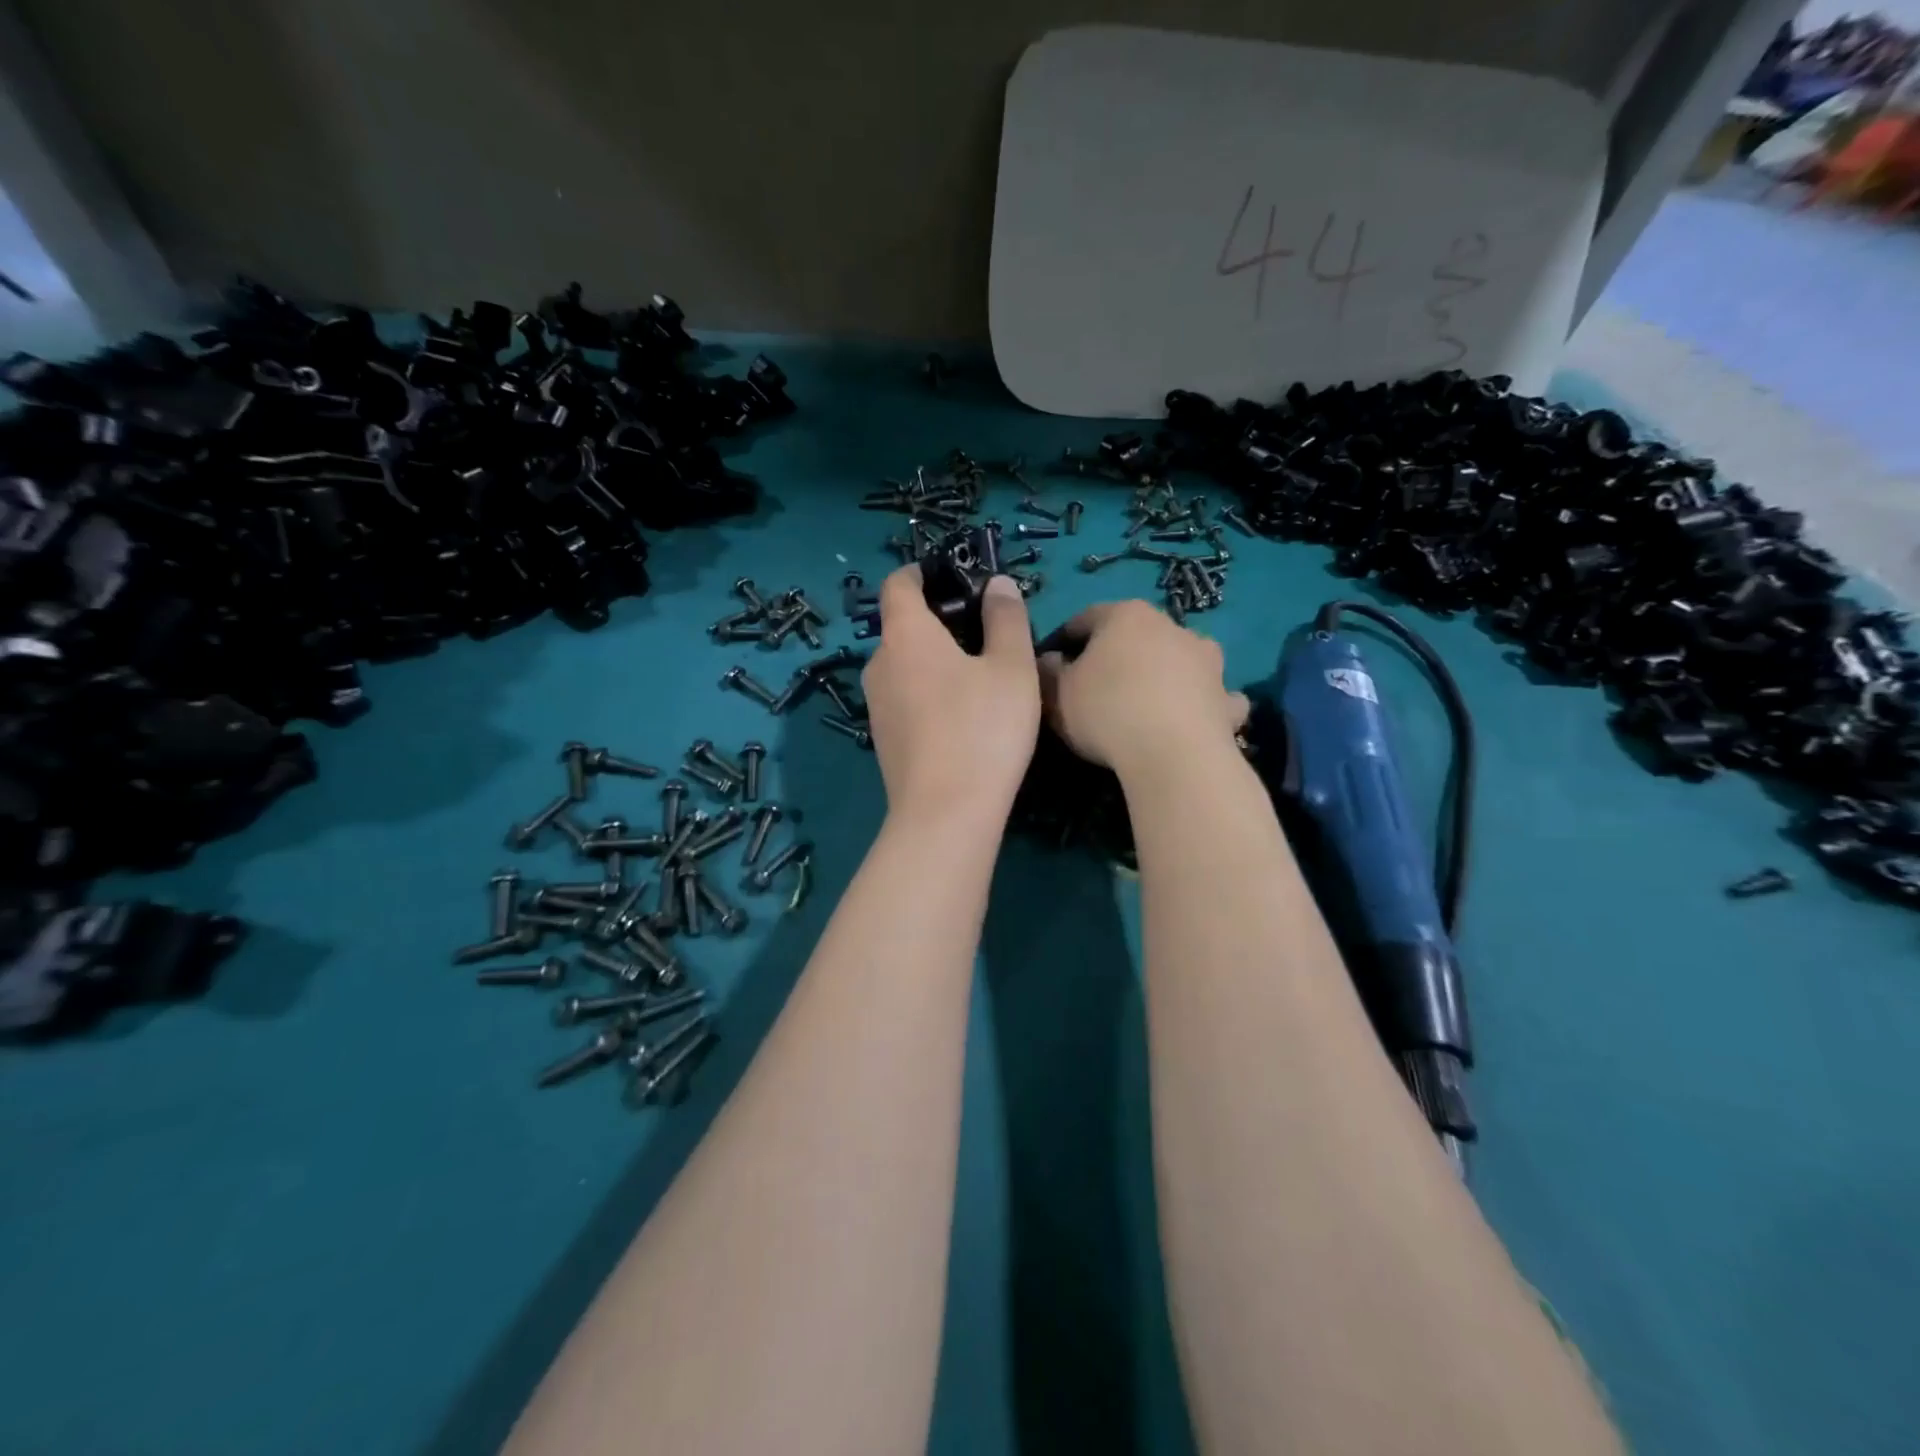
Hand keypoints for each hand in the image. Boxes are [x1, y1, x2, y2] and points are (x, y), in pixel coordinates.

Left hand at [862, 566, 1040, 826]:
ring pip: (904, 667)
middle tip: (984, 634)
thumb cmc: (983, 728)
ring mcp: (876, 706)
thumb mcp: (1011, 667)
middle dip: (938, 622)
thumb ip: (1006, 618)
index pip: (898, 584)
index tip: (953, 578)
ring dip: (934, 661)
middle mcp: (879, 664)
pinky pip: (905, 699)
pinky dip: (928, 693)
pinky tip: (962, 717)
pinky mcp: (883, 741)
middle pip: (902, 627)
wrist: (946, 814)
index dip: (922, 573)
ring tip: (979, 677)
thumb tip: (997, 584)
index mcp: (905, 635)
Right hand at [1038, 601, 1247, 776]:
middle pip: (1135, 635)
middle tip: (1095, 686)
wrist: (1174, 755)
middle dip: (1116, 655)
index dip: (1064, 640)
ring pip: (1180, 658)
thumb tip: (1049, 660)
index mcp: (1125, 616)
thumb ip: (1048, 672)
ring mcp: (1206, 661)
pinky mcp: (1227, 698)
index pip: (1085, 618)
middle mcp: (1171, 626)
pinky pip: (1213, 695)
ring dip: (1165, 671)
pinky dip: (1204, 702)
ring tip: (1146, 701)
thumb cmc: (1107, 712)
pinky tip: (1194, 719)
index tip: (1052, 664)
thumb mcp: (1057, 694)